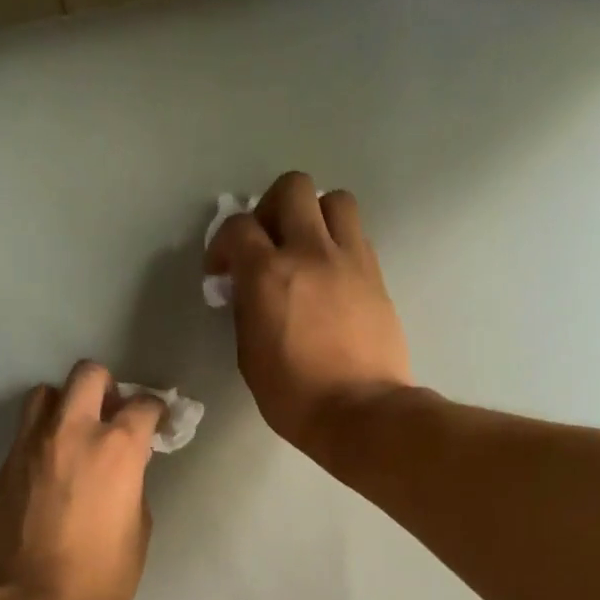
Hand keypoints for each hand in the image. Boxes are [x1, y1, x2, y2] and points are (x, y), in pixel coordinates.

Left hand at [0, 361, 163, 599]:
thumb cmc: (106, 572)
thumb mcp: (140, 523)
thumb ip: (133, 480)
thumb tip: (124, 467)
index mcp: (117, 447)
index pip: (142, 404)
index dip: (156, 411)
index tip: (157, 423)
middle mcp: (73, 432)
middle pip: (87, 375)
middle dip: (106, 387)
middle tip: (110, 415)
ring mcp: (32, 445)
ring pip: (46, 393)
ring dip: (65, 404)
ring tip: (73, 434)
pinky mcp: (6, 466)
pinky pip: (25, 432)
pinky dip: (42, 437)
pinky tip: (50, 468)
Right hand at [205, 171, 411, 459]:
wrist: (361, 411)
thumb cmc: (294, 396)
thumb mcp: (250, 355)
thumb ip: (247, 309)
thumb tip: (249, 290)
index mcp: (268, 274)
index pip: (238, 227)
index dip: (223, 244)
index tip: (222, 270)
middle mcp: (310, 252)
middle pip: (292, 188)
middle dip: (271, 208)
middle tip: (268, 243)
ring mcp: (349, 259)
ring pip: (335, 200)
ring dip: (315, 215)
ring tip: (306, 248)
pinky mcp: (376, 275)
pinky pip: (356, 235)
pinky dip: (339, 242)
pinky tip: (331, 274)